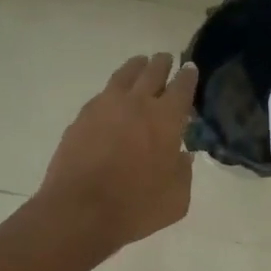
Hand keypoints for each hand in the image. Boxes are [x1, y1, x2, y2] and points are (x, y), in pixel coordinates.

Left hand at [38, 52, 198, 251]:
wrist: (80, 211)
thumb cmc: (137, 207)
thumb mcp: (177, 198)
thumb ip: (183, 172)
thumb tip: (182, 156)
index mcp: (167, 119)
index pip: (182, 87)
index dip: (188, 77)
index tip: (190, 69)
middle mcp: (138, 104)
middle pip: (153, 72)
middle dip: (162, 64)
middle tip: (166, 59)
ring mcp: (106, 107)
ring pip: (124, 75)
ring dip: (136, 67)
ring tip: (139, 64)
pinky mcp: (82, 118)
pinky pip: (102, 95)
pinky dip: (113, 90)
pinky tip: (113, 97)